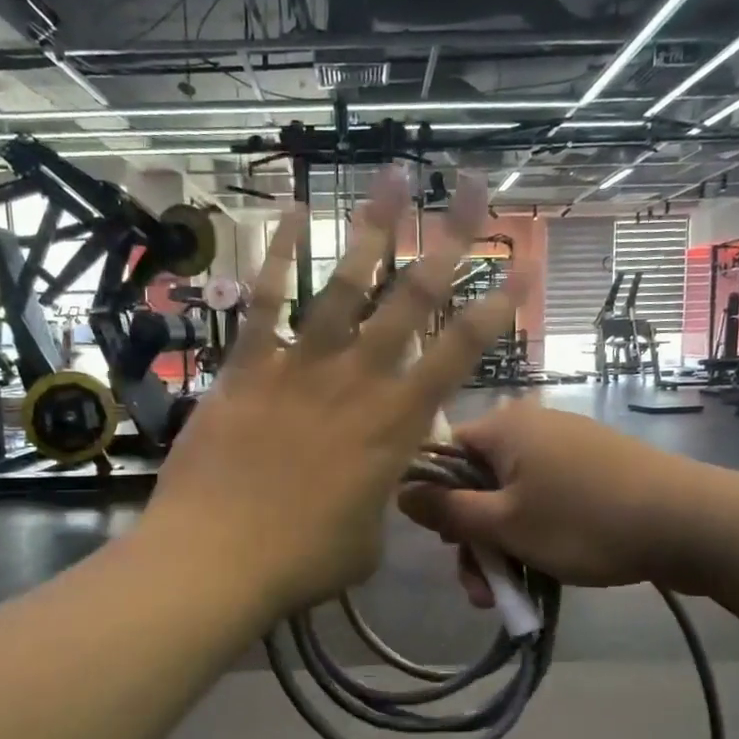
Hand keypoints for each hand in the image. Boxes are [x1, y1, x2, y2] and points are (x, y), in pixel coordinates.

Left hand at [142, 168, 519, 619]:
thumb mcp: (366, 540)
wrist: (216, 560)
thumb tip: (375, 485)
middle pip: (412, 299)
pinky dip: (276, 254)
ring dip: (371, 227)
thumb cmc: (300, 562)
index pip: (461, 354)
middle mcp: (357, 380)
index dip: (496, 308)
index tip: (522, 266)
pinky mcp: (246, 368)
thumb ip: (380, 498)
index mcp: (397, 425)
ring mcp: (299, 367)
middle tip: (472, 189)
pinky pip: (264, 301)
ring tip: (393, 176)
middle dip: (448, 240)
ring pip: (343, 284)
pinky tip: (290, 212)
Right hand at [398, 403, 738, 601]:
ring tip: (512, 596)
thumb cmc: (584, 521)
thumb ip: (447, 511)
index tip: (442, 544)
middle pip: (477, 482)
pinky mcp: (593, 468)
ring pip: (511, 497)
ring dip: (503, 546)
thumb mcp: (505, 525)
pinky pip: (545, 498)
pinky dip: (535, 532)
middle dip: (473, 539)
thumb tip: (400, 492)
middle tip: (481, 589)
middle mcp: (531, 426)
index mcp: (504, 427)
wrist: (691, 523)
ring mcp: (566, 446)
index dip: (433, 499)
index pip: (442, 453)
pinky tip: (542, 571)